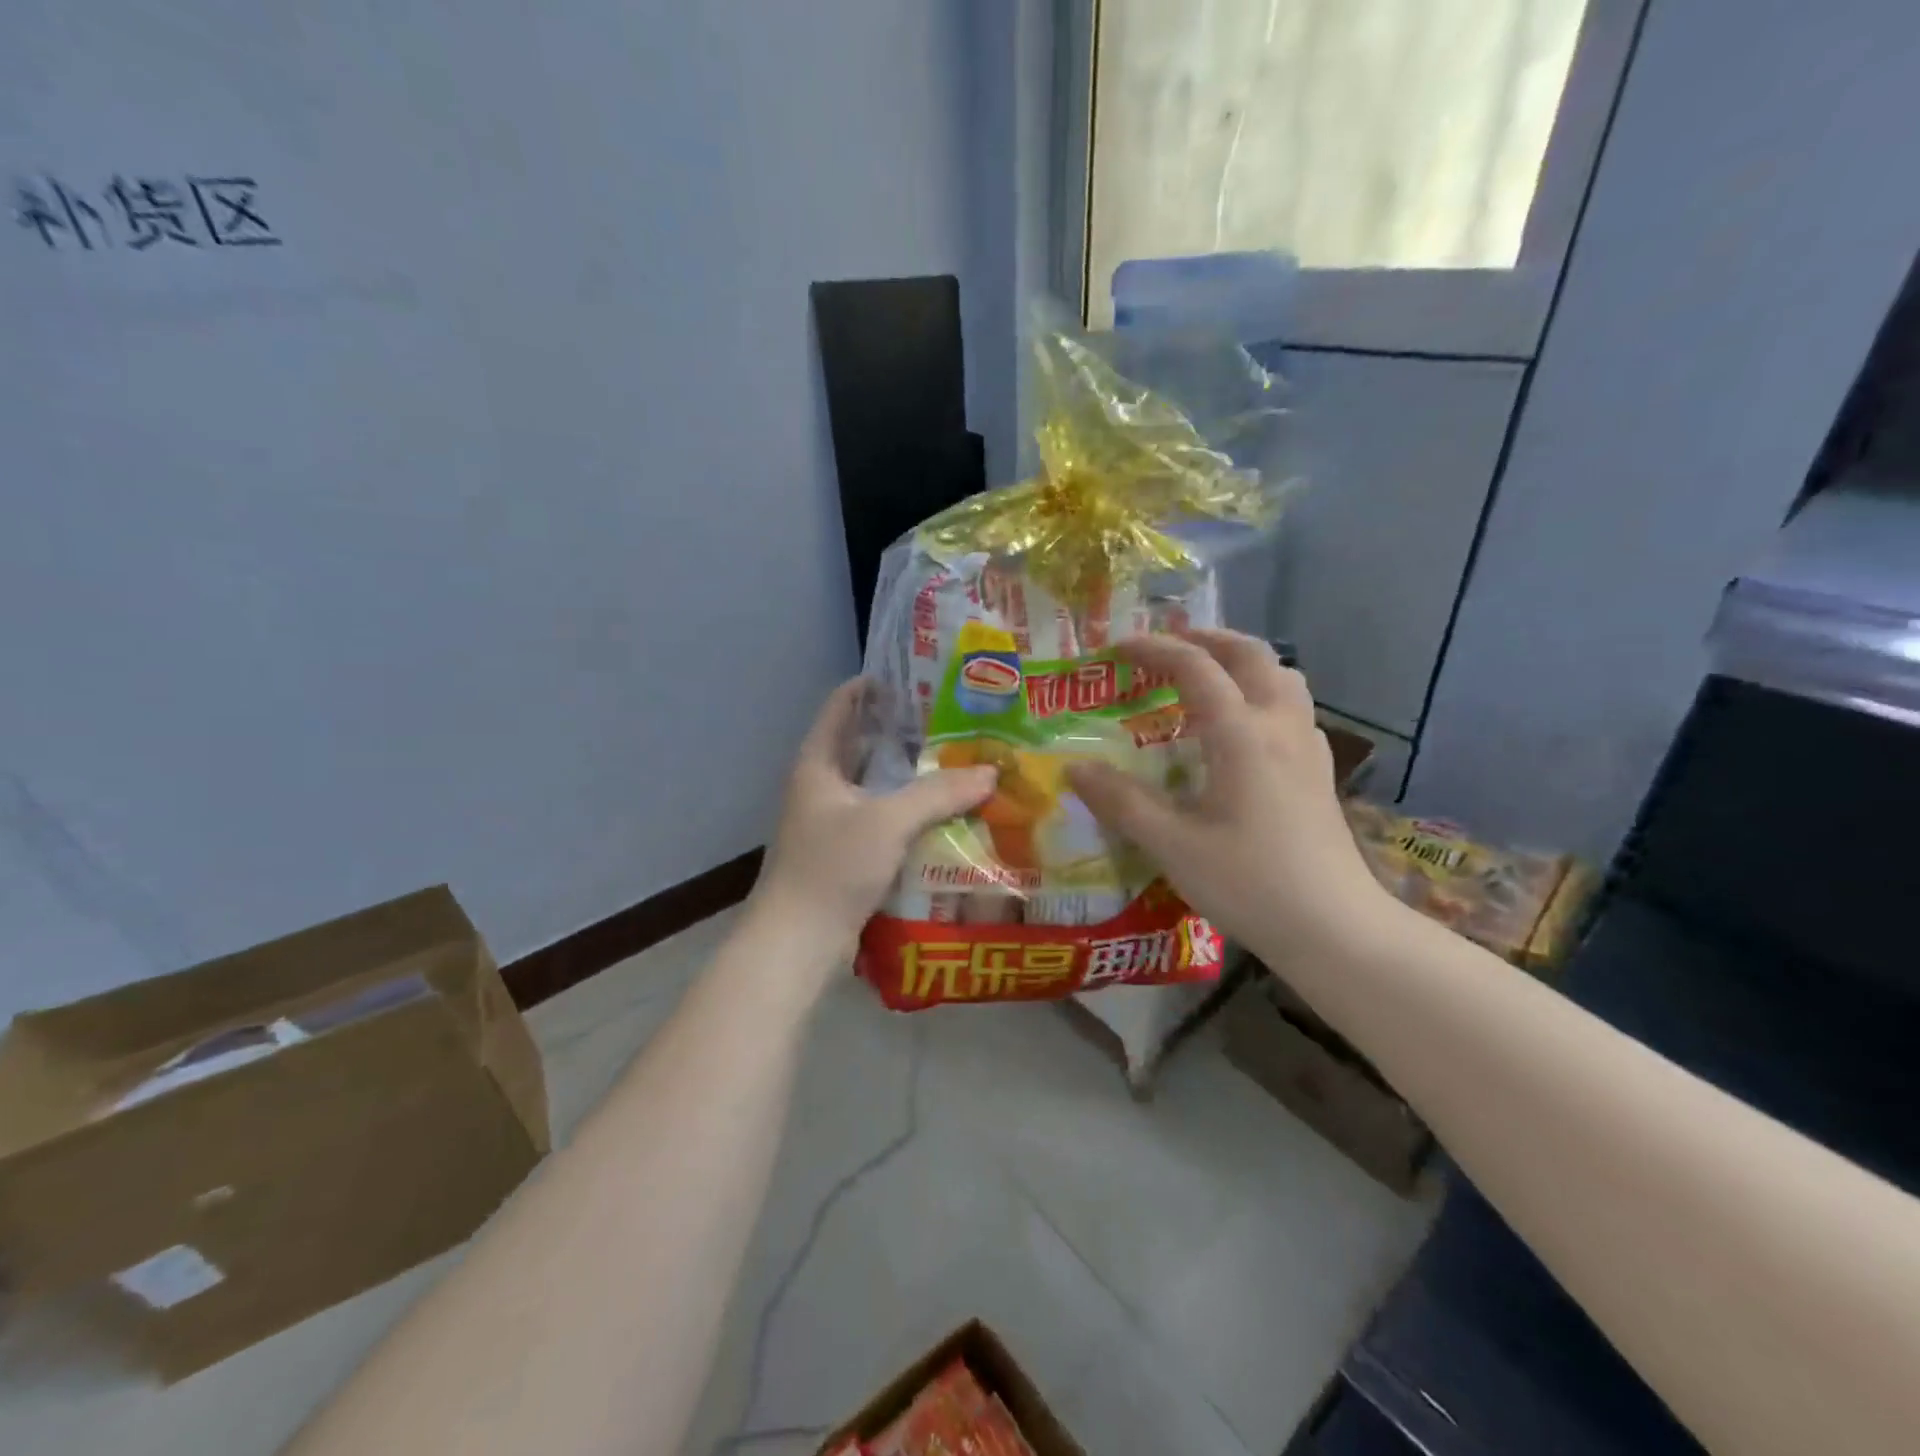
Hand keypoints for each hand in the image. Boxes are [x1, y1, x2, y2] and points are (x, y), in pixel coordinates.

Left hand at [749, 678, 996, 973]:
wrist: (797, 942)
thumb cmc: (832, 867)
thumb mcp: (888, 822)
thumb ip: (938, 794)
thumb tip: (990, 771)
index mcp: (818, 763)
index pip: (843, 705)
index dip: (875, 685)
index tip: (919, 676)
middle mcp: (823, 785)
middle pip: (866, 744)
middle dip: (907, 732)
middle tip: (957, 719)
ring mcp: (834, 821)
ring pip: (879, 785)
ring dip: (914, 775)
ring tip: (962, 760)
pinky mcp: (848, 852)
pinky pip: (885, 819)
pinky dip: (913, 812)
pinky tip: (948, 813)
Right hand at [1067, 630, 1385, 957]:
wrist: (1335, 930)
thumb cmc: (1249, 883)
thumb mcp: (1172, 845)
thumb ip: (1122, 802)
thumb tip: (1075, 768)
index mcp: (1242, 735)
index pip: (1196, 668)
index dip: (1154, 649)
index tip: (1116, 647)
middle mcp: (1279, 726)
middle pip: (1251, 655)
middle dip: (1206, 638)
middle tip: (1168, 645)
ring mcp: (1308, 748)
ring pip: (1281, 677)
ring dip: (1242, 661)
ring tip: (1207, 676)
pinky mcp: (1319, 773)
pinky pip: (1292, 708)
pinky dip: (1261, 694)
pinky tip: (1243, 730)